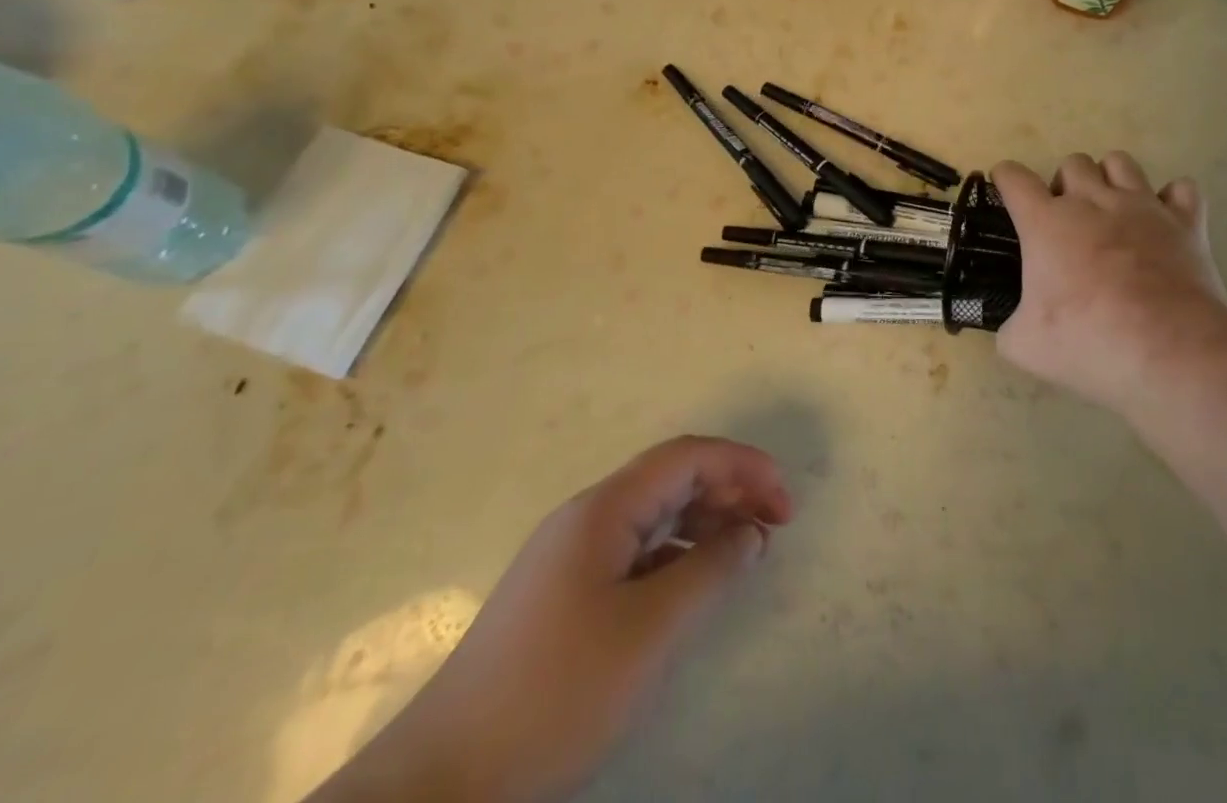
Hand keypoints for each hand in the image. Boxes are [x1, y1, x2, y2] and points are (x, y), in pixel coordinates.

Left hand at [313, 436, 793, 802]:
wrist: (442, 785)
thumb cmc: (556, 694)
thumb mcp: (649, 633)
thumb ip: (710, 572)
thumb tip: (751, 533)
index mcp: (604, 508)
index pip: (687, 457)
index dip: (743, 465)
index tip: (785, 500)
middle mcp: (587, 516)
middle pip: (672, 477)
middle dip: (730, 488)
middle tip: (776, 525)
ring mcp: (570, 555)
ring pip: (654, 513)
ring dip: (706, 520)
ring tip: (745, 551)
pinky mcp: (563, 593)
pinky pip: (635, 549)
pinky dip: (676, 553)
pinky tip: (694, 582)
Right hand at [992, 152, 1226, 414]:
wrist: (1170, 351)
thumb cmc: (1089, 342)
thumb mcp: (1025, 346)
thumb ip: (1010, 327)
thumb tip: (1014, 327)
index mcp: (1046, 222)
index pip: (1014, 177)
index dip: (1005, 179)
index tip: (1006, 190)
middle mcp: (1092, 201)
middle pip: (1073, 162)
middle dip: (1065, 184)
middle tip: (1067, 220)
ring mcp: (1142, 206)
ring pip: (1121, 162)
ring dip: (1111, 179)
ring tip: (1112, 211)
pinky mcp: (1185, 222)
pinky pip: (1182, 190)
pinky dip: (1172, 200)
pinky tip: (1164, 223)